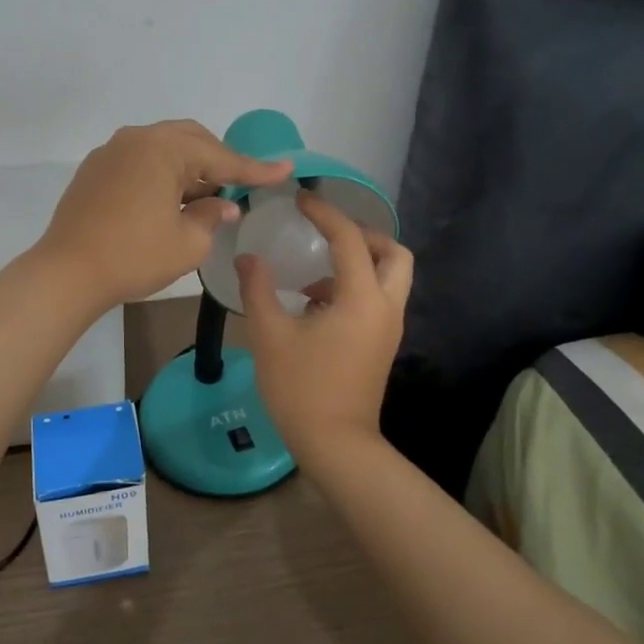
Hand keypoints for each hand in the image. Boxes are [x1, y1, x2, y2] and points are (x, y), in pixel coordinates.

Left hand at [36, 120, 291, 310]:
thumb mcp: (187, 243)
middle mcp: (136, 139)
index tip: (285, 169)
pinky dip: (161, 173)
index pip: (220, 158)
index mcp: (163, 149)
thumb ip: (211, 217)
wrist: (66, 272)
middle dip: (218, 161)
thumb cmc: (133, 256)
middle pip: (190, 140)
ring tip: (205, 196)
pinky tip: (169, 200)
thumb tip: (222, 206)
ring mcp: (111, 152)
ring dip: (189, 167)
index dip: (255, 169)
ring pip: (163, 148)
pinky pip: (139, 161)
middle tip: (239, 185)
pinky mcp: (94, 170)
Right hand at [237, 190, 412, 459]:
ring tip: (316, 271)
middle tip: (327, 234)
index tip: (300, 199)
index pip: (349, 238)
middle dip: (363, 235)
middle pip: (393, 253)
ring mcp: (388, 328)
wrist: (336, 444)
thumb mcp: (270, 334)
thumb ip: (258, 288)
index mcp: (361, 298)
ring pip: (390, 276)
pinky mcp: (382, 344)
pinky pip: (378, 299)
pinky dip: (355, 286)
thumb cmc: (301, 388)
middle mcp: (385, 307)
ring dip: (360, 261)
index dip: (325, 213)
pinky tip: (316, 303)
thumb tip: (249, 257)